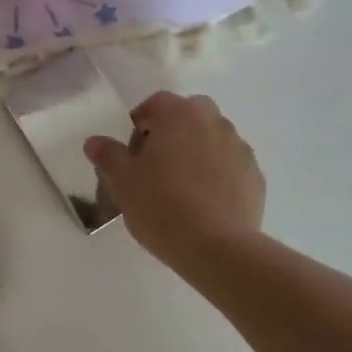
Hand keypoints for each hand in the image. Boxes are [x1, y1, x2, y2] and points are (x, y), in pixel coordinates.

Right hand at [85, 91, 264, 270]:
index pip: (156, 104)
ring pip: (212, 140)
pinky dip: (217, 176)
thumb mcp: (122, 181)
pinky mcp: (255, 177)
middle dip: (172, 133)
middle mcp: (214, 122)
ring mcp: (240, 149)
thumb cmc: (161, 205)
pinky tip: (204, 205)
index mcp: (180, 114)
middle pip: (189, 116)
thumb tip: (95, 142)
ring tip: (181, 189)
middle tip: (156, 167)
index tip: (131, 154)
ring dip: (196, 153)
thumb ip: (108, 155)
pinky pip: (230, 166)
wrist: (216, 248)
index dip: (140, 125)